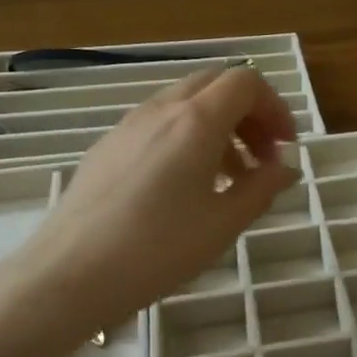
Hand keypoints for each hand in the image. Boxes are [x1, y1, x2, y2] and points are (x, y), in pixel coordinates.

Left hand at [10, 66, 298, 335]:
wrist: (69, 273)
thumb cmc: (157, 249)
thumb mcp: (224, 223)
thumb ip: (264, 186)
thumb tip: (287, 166)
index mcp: (196, 120)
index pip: (246, 82)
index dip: (275, 107)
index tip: (284, 148)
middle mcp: (162, 108)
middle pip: (217, 84)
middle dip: (248, 113)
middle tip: (261, 157)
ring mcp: (129, 124)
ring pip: (186, 102)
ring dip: (219, 126)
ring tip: (228, 177)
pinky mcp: (108, 144)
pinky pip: (159, 122)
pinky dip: (186, 136)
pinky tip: (183, 186)